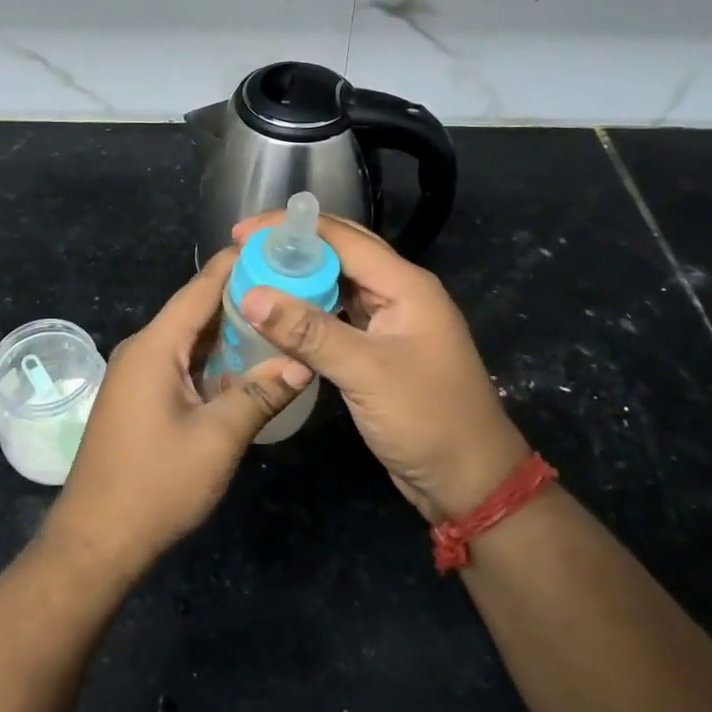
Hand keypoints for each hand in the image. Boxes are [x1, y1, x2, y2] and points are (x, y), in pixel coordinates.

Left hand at [43, 248, 311, 578]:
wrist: (96, 541)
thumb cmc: (155, 485)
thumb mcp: (218, 439)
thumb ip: (260, 395)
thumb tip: (302, 363)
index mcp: (155, 345)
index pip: (200, 287)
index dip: (238, 264)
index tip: (278, 250)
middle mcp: (143, 349)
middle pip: (196, 310)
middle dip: (243, 299)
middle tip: (293, 289)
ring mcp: (138, 374)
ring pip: (190, 339)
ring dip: (230, 332)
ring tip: (280, 321)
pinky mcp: (140, 397)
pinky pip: (182, 363)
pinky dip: (214, 359)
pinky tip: (247, 365)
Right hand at [232, 214, 529, 522]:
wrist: (470, 481)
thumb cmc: (427, 419)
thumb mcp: (366, 372)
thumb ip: (309, 332)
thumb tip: (252, 296)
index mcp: (405, 285)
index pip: (342, 238)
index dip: (290, 230)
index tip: (241, 235)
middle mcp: (399, 293)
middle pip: (341, 254)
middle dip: (293, 248)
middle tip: (243, 252)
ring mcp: (391, 322)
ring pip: (338, 285)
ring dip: (300, 278)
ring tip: (255, 277)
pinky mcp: (380, 350)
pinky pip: (339, 316)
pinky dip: (309, 311)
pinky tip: (280, 316)